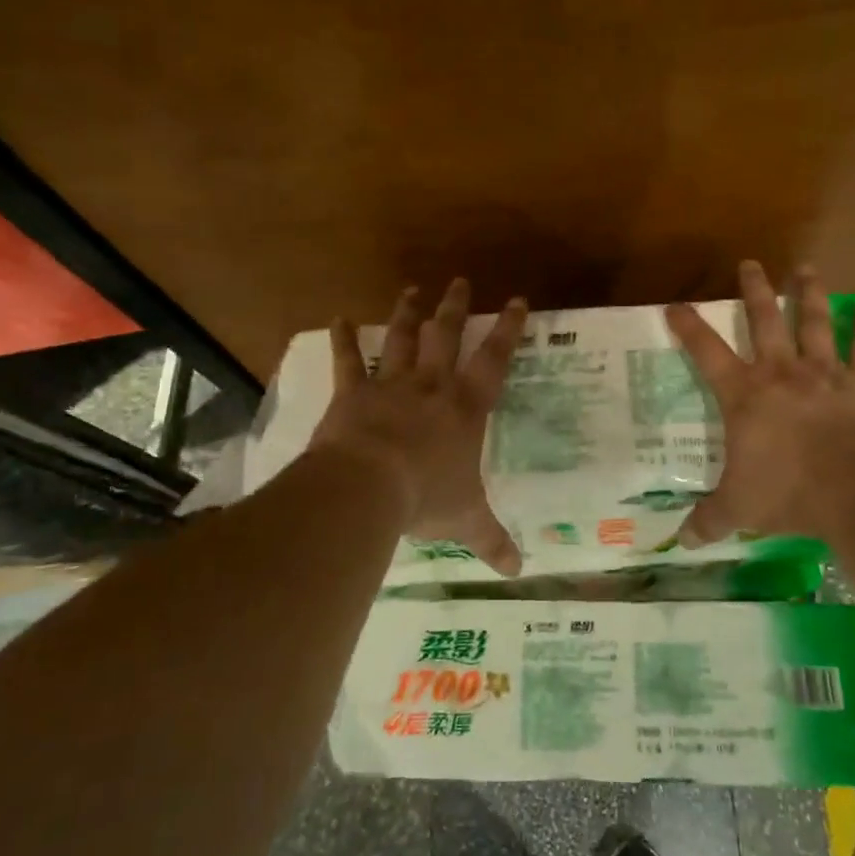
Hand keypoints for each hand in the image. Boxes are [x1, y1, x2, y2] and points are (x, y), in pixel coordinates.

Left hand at [312, 279, 527, 574]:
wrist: (368, 486)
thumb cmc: (425, 498)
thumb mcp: (466, 521)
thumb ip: (493, 541)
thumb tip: (518, 574)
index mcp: (465, 408)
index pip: (494, 361)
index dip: (508, 330)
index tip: (517, 300)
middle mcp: (431, 387)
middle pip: (446, 336)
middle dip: (455, 308)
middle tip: (460, 281)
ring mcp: (390, 385)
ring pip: (402, 339)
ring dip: (407, 313)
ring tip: (412, 289)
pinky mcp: (353, 393)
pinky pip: (348, 361)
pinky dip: (342, 340)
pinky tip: (336, 318)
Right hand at [665, 261, 854, 546]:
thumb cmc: (788, 491)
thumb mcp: (740, 509)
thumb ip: (711, 520)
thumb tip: (681, 542)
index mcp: (745, 396)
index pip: (706, 353)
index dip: (688, 327)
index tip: (674, 304)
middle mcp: (783, 373)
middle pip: (764, 321)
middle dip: (754, 291)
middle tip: (750, 263)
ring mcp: (826, 374)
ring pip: (814, 323)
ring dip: (809, 294)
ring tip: (806, 268)